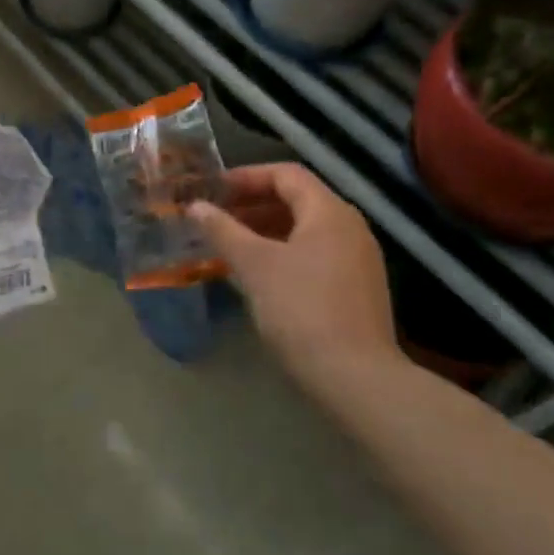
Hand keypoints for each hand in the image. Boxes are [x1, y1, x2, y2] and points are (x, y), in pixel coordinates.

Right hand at [189, 164, 399, 391]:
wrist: (357, 380)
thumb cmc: (302, 310)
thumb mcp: (254, 266)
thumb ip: (223, 230)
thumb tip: (195, 207)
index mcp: (329, 212)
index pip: (286, 174)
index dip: (247, 176)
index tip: (214, 190)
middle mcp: (350, 227)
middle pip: (297, 199)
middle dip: (253, 204)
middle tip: (217, 216)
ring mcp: (359, 260)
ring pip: (305, 229)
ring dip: (266, 230)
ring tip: (231, 244)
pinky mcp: (358, 289)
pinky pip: (316, 254)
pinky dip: (285, 252)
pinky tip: (260, 274)